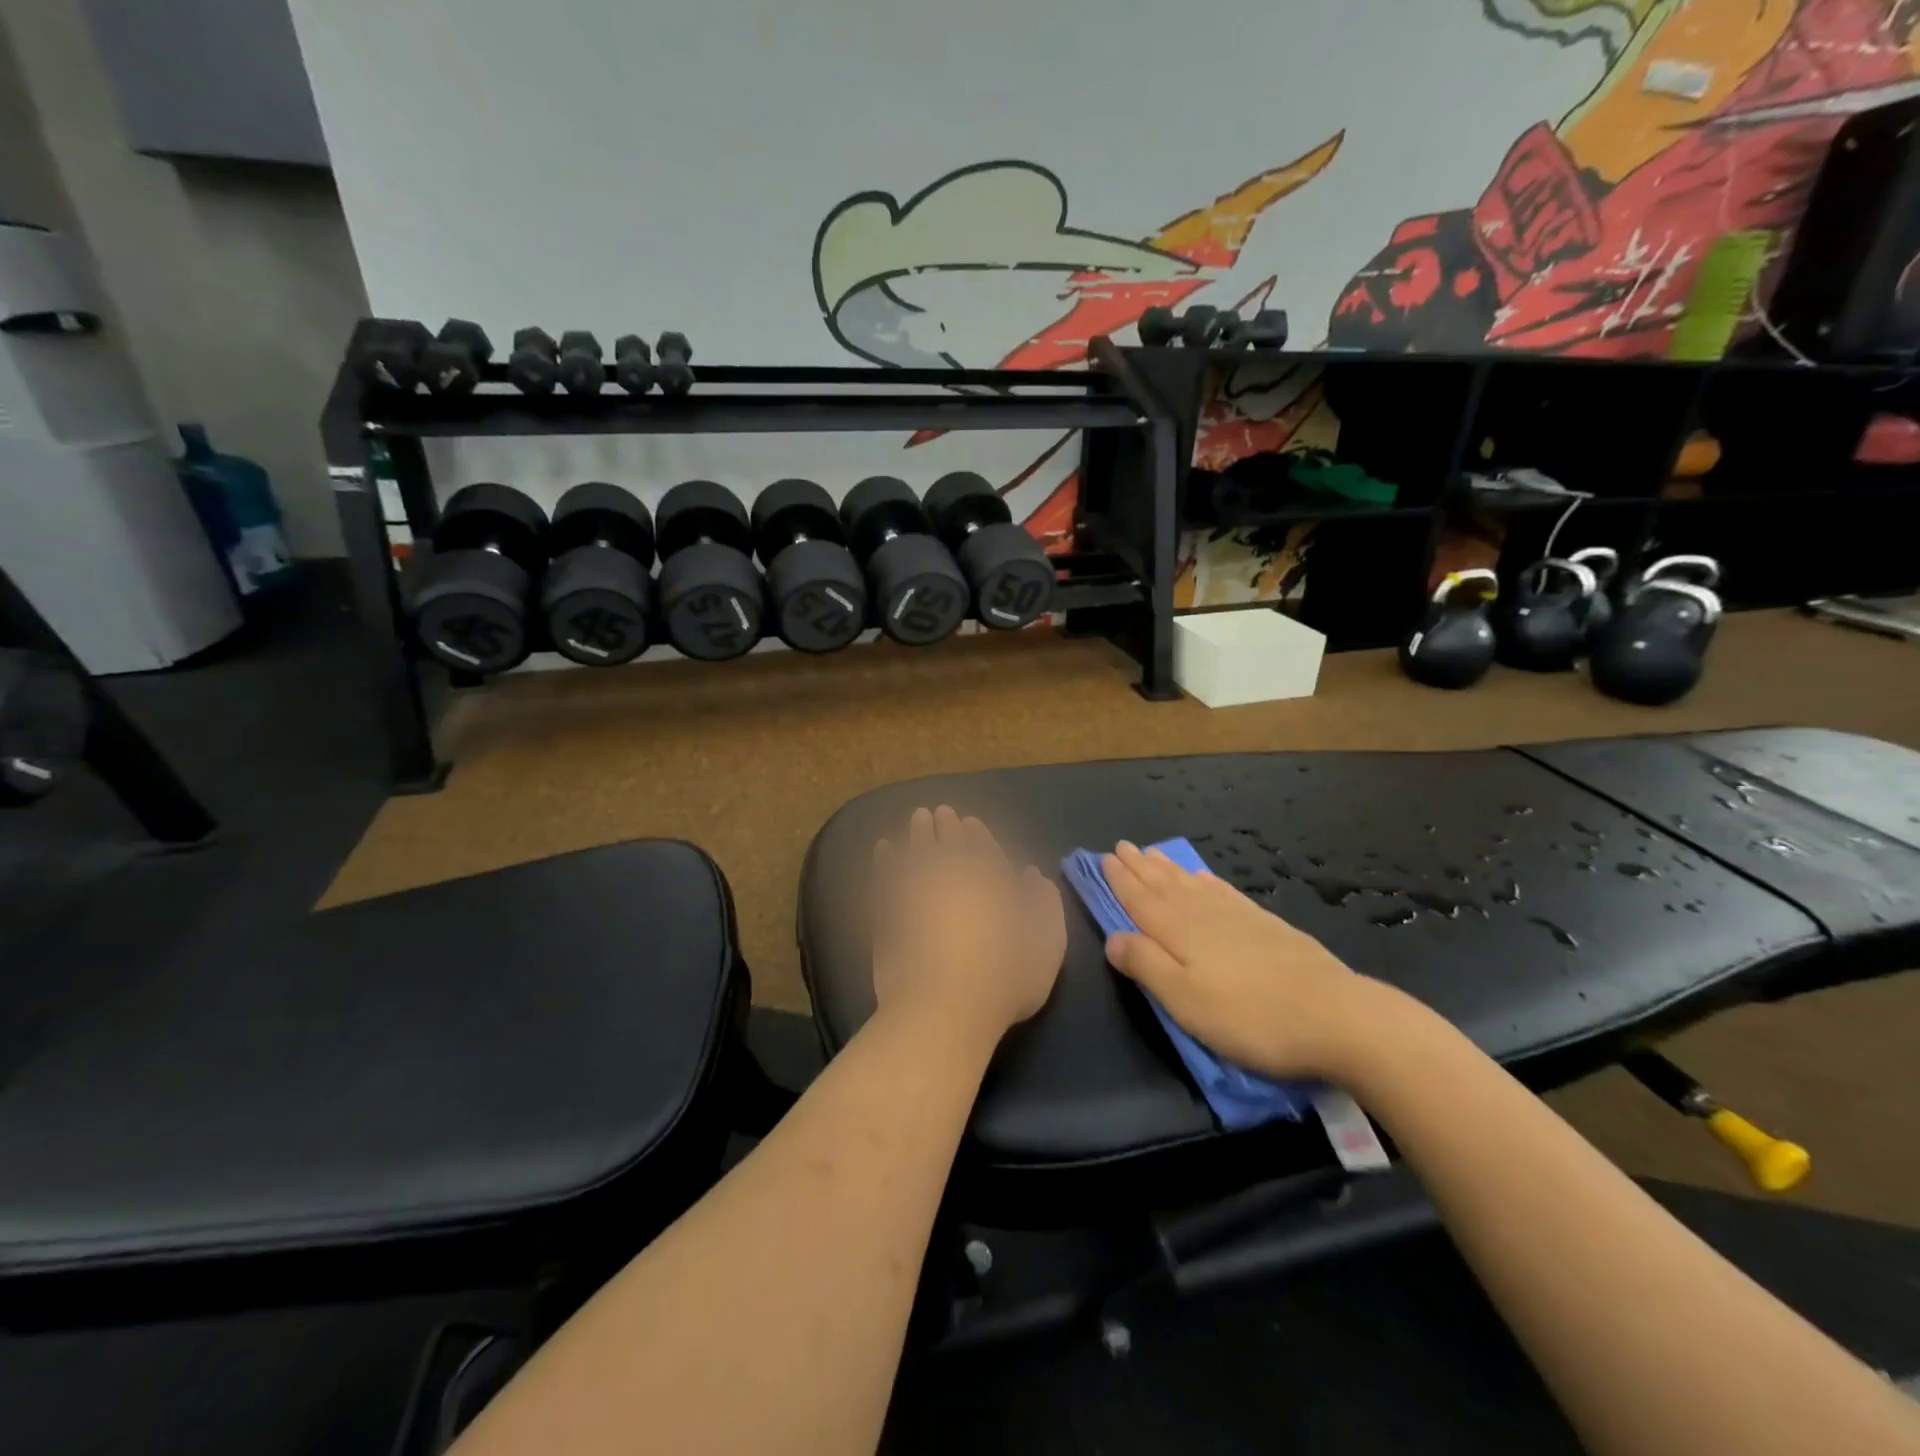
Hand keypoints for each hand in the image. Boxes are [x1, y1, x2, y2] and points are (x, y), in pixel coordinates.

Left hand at [872, 807, 1066, 1044]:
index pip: (982, 848)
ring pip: (916, 851)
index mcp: (991, 880)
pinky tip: (884, 849)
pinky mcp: (888, 912)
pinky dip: (886, 860)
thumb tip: (1033, 876)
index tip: (968, 822)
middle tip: (938, 812)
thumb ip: (1044, 905)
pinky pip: (886, 875)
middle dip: (945, 825)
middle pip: (947, 843)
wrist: (943, 1007)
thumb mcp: (1046, 945)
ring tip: (918, 819)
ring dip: (918, 833)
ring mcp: (916, 891)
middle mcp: (952, 876)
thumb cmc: (1005, 979)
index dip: (976, 834)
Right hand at [1102, 841, 1377, 1079]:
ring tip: (1153, 853)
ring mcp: (1238, 917)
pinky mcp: (1267, 926)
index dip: (1121, 880)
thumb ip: (1145, 965)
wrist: (1335, 1016)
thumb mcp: (1184, 1000)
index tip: (1104, 858)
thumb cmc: (1249, 1016)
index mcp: (1179, 932)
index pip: (1141, 900)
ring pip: (1193, 884)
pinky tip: (1205, 877)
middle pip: (1164, 885)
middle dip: (1140, 867)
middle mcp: (1204, 914)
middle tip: (1122, 846)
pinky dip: (1209, 881)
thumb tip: (1112, 937)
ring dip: (1169, 869)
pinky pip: (1226, 892)